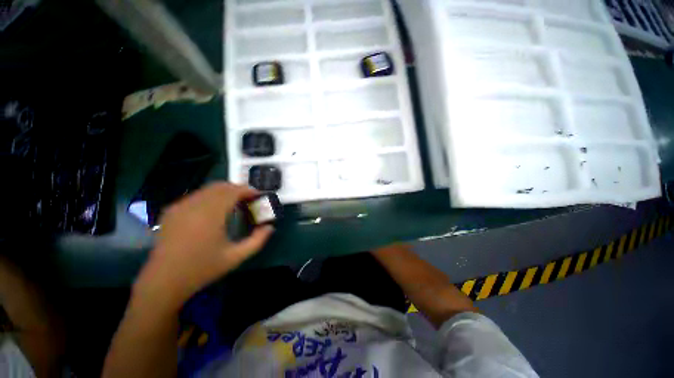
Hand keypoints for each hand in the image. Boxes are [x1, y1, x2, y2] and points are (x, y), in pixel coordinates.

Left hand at [134, 182, 273, 309]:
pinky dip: (210, 197)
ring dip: (224, 192)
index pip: (232, 191)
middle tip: (247, 199)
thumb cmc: (202, 269)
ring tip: (233, 204)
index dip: (247, 190)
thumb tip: (270, 227)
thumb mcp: (236, 257)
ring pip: (207, 189)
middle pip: (220, 186)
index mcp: (210, 215)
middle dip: (237, 189)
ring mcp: (180, 206)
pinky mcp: (171, 211)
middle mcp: (194, 206)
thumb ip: (257, 241)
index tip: (257, 195)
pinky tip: (213, 211)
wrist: (163, 281)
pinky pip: (196, 196)